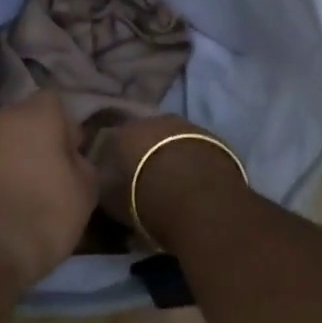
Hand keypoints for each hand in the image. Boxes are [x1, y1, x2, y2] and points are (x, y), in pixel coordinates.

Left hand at [0, 92, 98, 289]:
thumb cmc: (41, 217)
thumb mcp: (84, 195)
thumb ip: (82, 166)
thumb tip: (72, 159)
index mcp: (34, 115)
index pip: (53, 103)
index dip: (64, 128)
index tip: (71, 158)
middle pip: (20, 122)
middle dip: (33, 143)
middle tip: (46, 178)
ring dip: (5, 163)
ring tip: (17, 200)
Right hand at [88, 115, 239, 241]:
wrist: (201, 199)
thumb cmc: (147, 199)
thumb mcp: (113, 202)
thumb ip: (107, 187)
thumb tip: (106, 183)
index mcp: (125, 131)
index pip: (113, 141)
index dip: (115, 160)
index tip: (117, 177)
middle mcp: (155, 120)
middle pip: (147, 135)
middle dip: (146, 153)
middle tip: (147, 178)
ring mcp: (188, 125)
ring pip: (174, 139)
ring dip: (173, 154)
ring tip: (174, 181)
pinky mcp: (215, 138)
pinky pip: (197, 149)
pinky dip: (194, 161)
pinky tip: (196, 181)